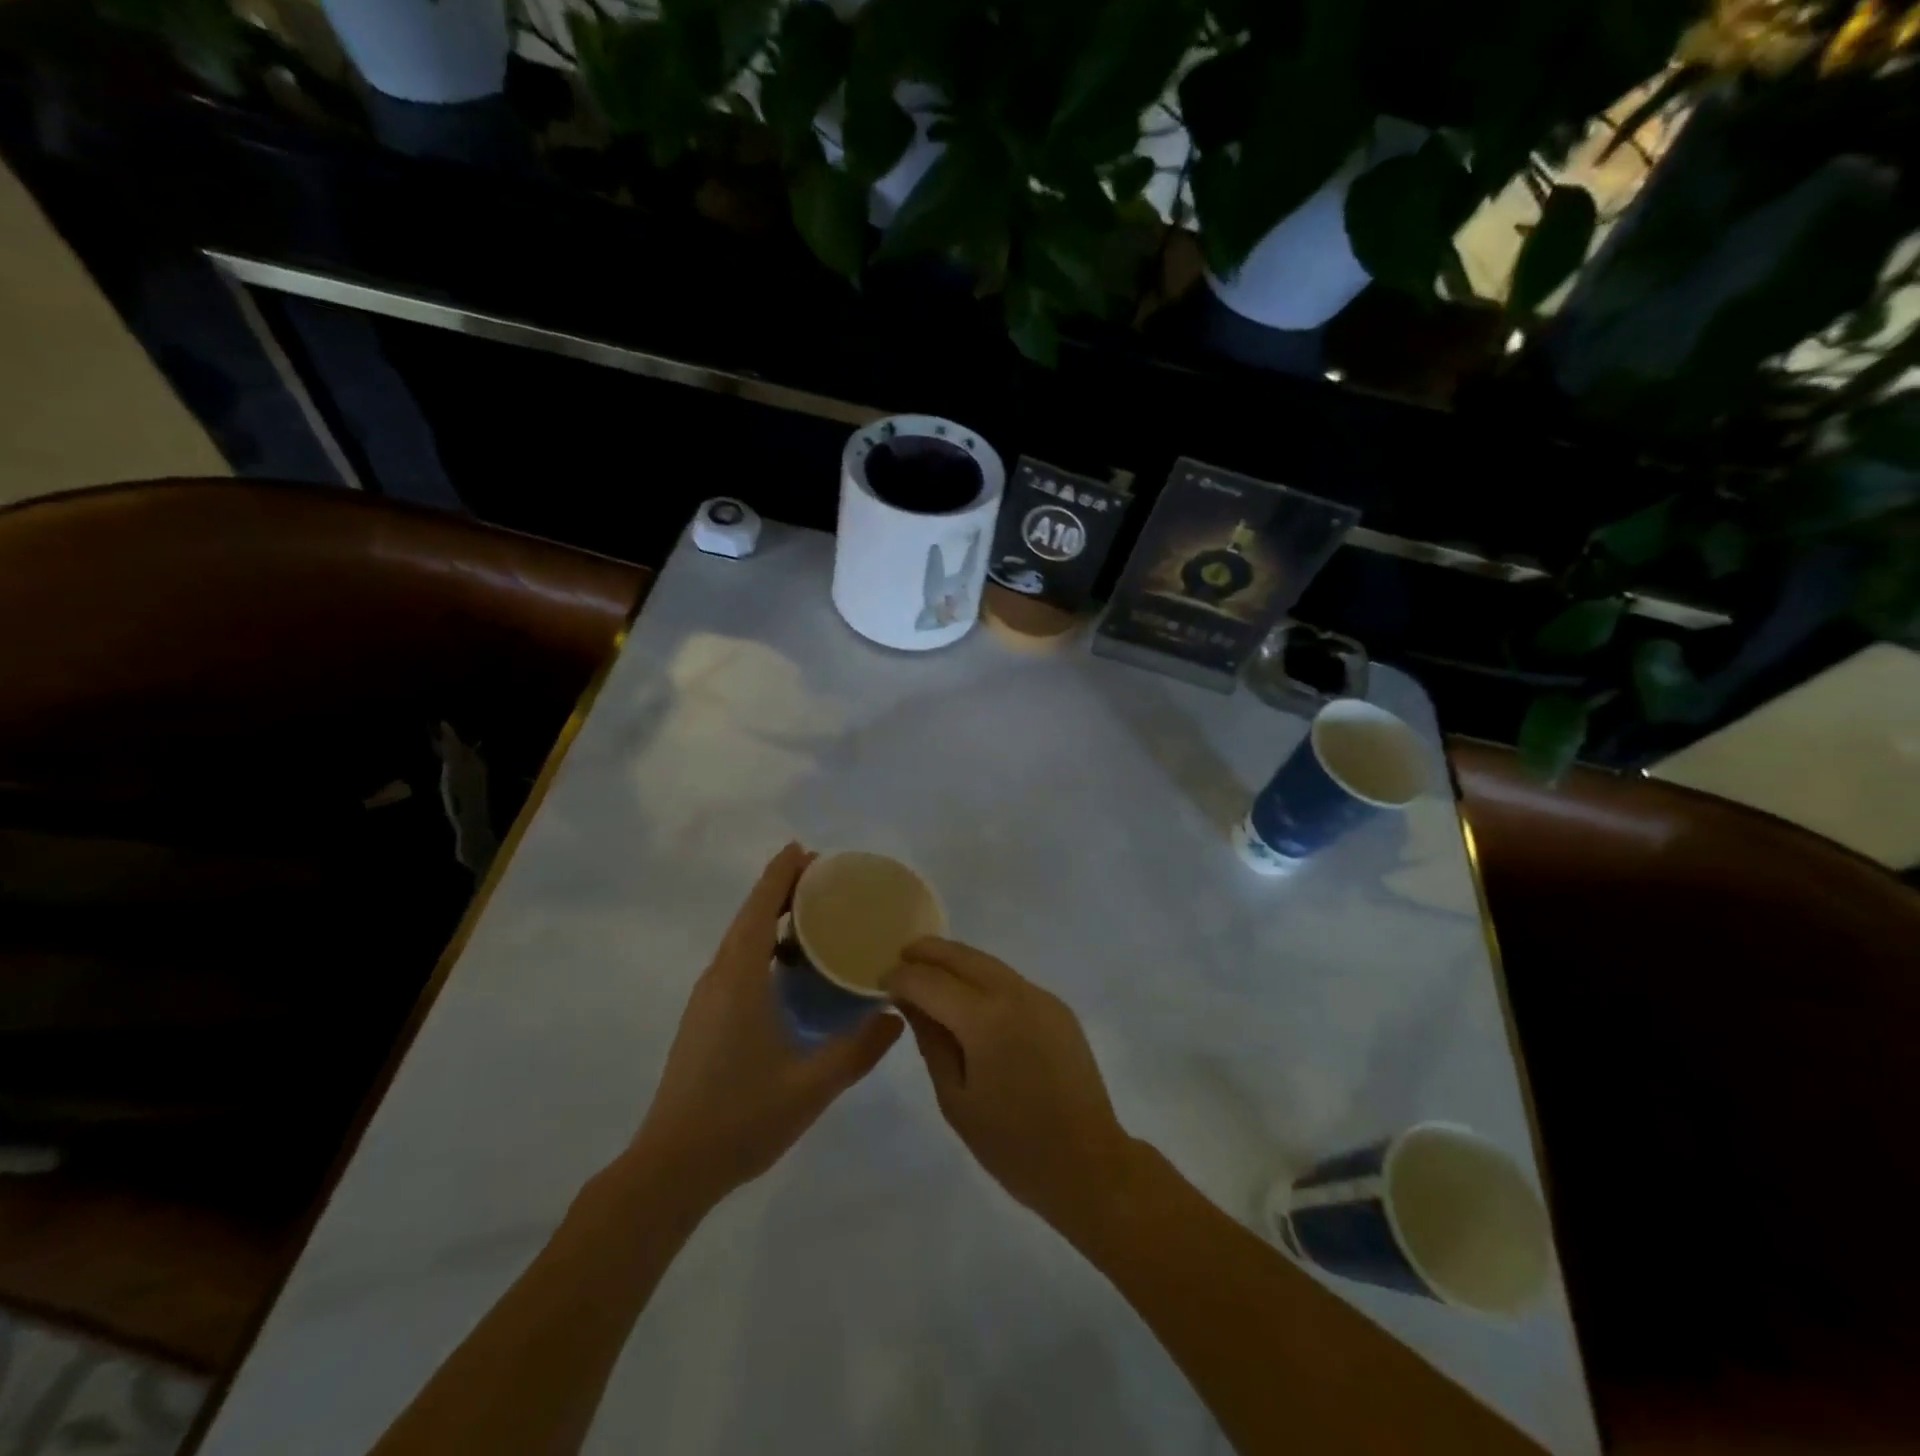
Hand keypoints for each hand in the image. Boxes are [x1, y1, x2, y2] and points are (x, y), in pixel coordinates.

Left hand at [629, 844, 901, 1206]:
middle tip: (823, 878)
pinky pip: (736, 962)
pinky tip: (789, 968)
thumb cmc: (741, 1118)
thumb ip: (859, 1049)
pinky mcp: (704, 1018)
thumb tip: (896, 1015)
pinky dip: (762, 945)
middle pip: (749, 916)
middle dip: (781, 889)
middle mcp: (719, 978)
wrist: (671, 1168)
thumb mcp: (812, 1086)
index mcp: (740, 979)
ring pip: (740, 939)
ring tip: (812, 915)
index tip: (806, 849)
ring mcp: (707, 999)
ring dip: (770, 917)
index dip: (781, 874)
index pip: (759, 908)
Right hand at [888, 938, 1139, 1236]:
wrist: (1088, 1164)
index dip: (901, 978)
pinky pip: (1010, 981)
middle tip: (900, 957)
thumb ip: (931, 1041)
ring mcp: (1041, 997)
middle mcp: (1015, 994)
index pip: (931, 982)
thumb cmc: (1012, 1145)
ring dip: (956, 961)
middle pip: (963, 957)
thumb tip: (910, 1003)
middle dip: (929, 952)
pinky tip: (968, 995)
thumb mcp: (956, 1098)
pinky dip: (982, 978)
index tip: (880, 983)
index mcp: (986, 1020)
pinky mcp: (1057, 1008)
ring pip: (989, 963)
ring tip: (928, 970)